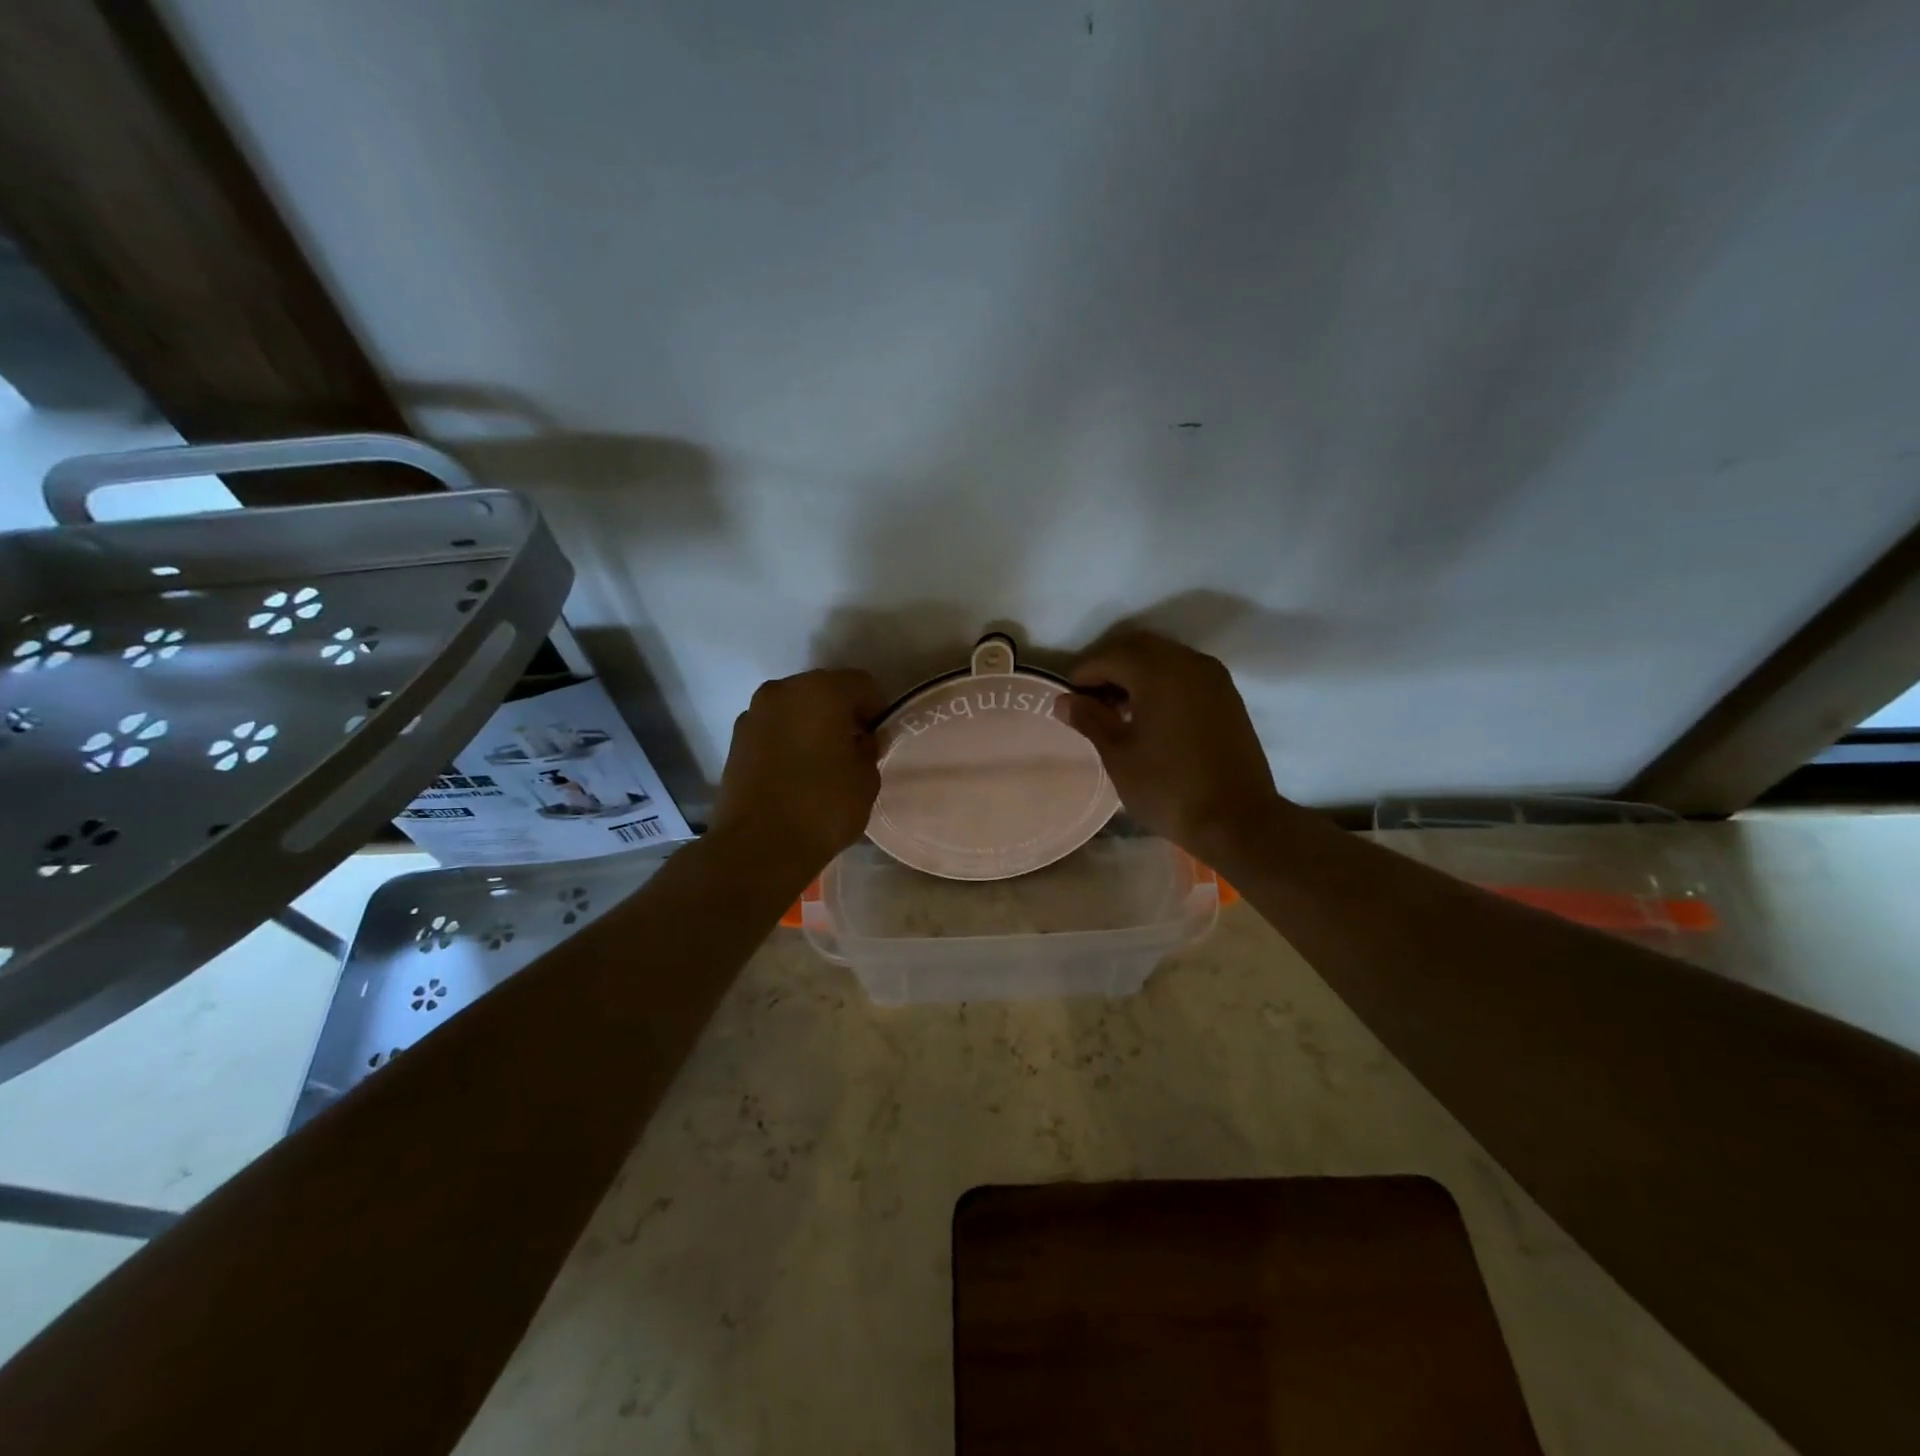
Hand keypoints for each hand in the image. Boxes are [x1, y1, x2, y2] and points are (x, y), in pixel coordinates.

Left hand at [711, 669, 884, 873]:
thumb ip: (869, 749)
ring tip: (823, 761)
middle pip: (823, 690)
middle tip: (854, 747)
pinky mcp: (735, 740)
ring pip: (795, 709)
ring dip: (812, 725)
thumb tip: (860, 740)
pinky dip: (788, 740)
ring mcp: (754, 714)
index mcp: (821, 691)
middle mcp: (782, 691)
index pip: (861, 684)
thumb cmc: (823, 807)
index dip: (876, 709)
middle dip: (842, 713)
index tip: (880, 738)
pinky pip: (774, 729)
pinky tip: (797, 772)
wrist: (758, 847)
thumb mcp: (866, 779)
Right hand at [1059, 629, 1283, 859]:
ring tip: (1116, 710)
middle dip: (1109, 667)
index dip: (1082, 675)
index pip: (1108, 656)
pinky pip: (1185, 673)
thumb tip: (1063, 700)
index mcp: (1157, 671)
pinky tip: (1149, 715)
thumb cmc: (1167, 787)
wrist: (1237, 820)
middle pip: (1137, 648)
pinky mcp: (1227, 696)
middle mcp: (1187, 662)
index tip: (1066, 700)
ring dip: (1136, 673)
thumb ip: (1089, 719)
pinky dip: (1161, 682)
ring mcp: (1213, 677)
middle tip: (1089, 701)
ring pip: (1163, 658)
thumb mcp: (1117, 754)